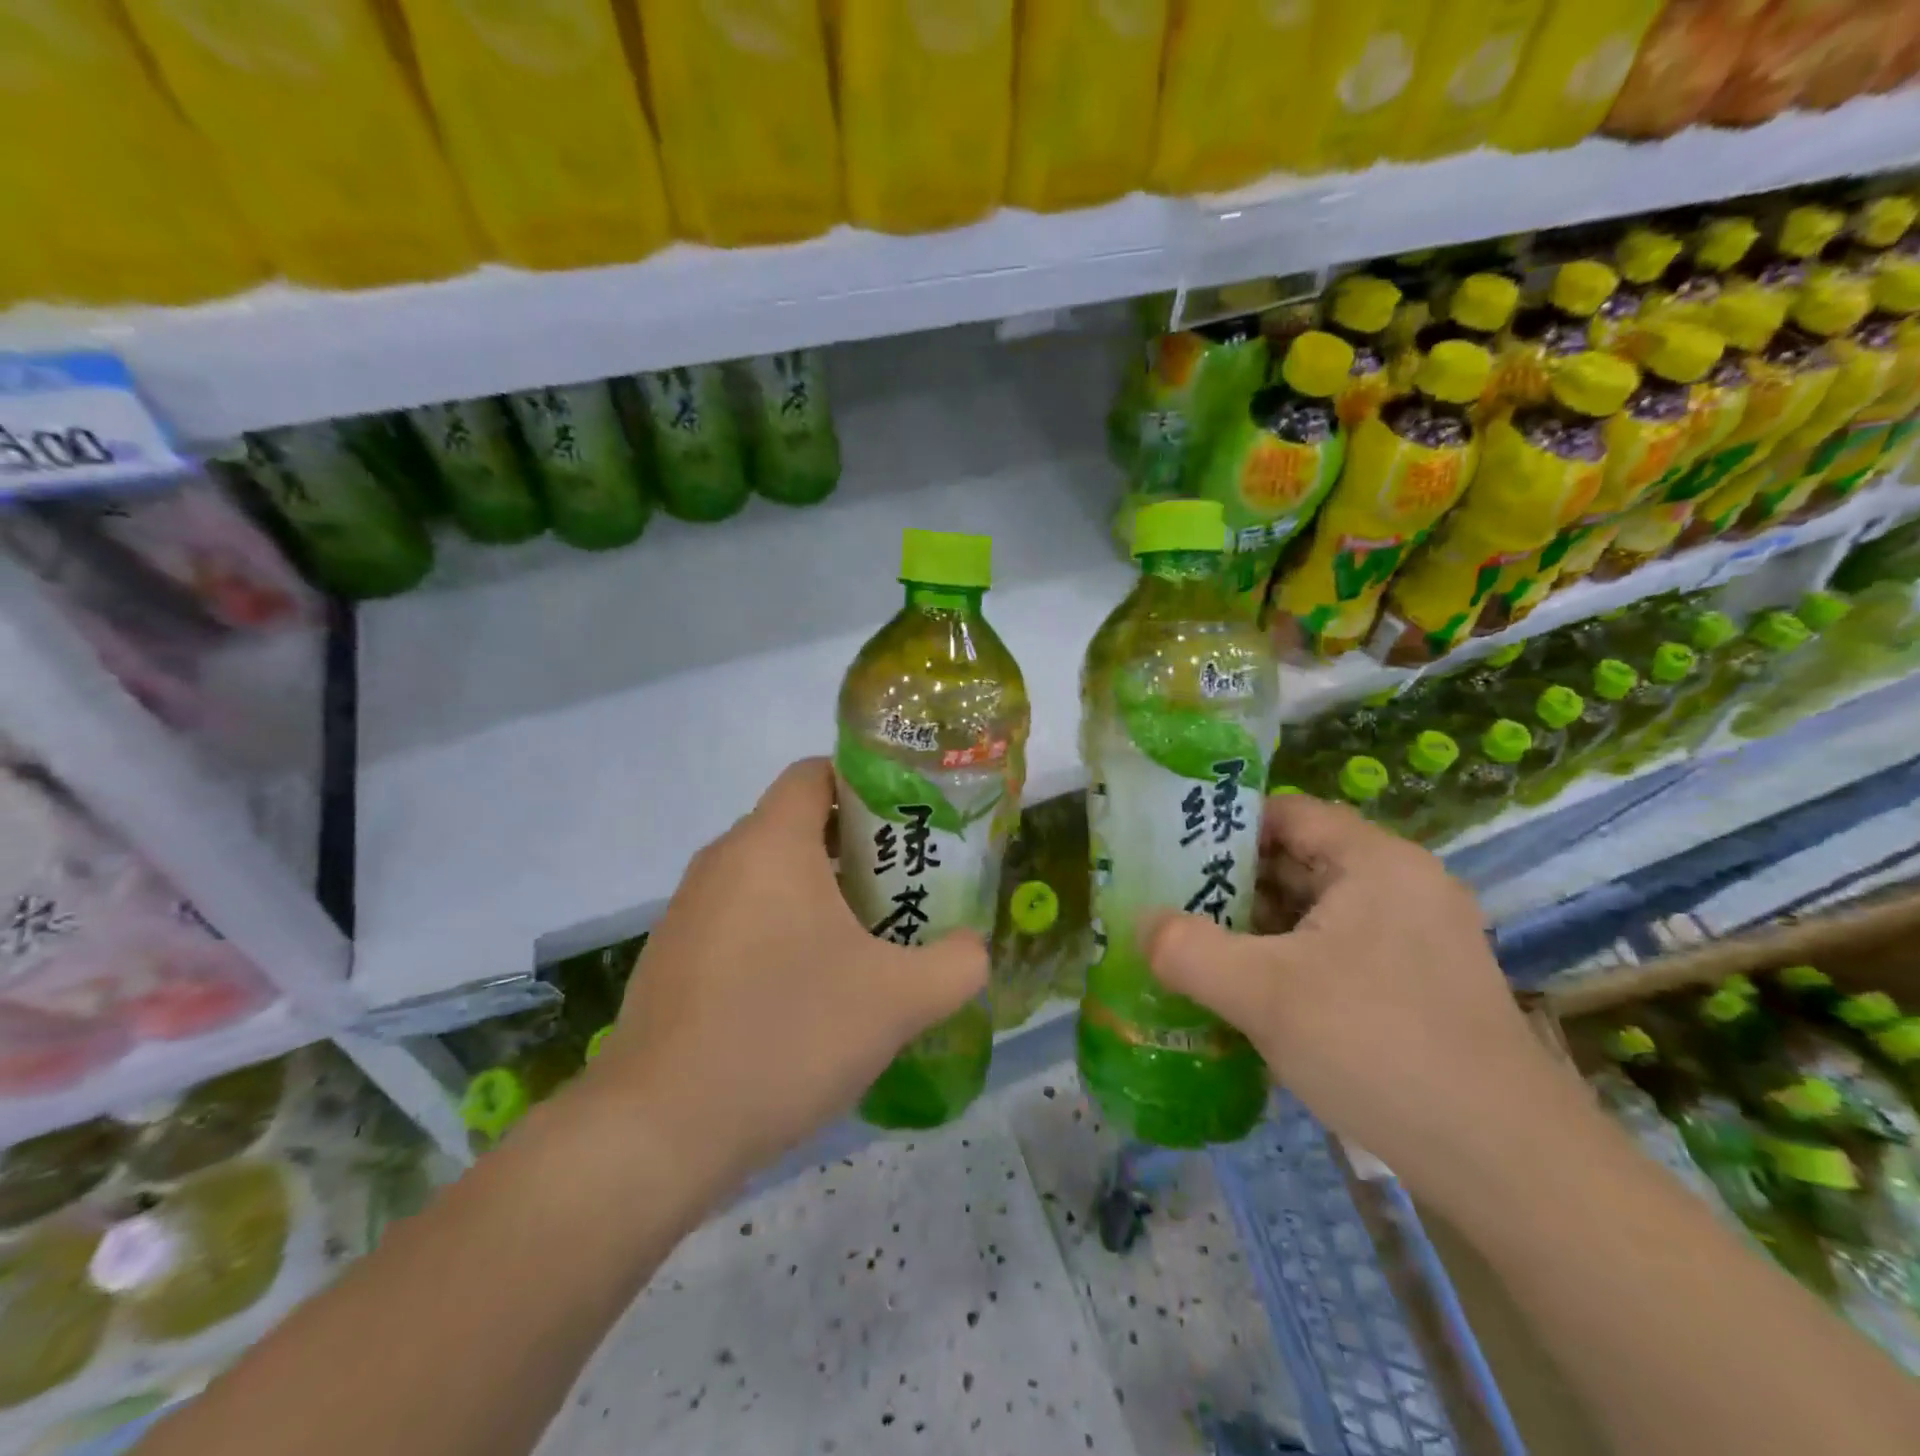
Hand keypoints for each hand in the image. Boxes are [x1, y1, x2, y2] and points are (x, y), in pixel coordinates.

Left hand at [579, 758, 987, 1191]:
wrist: (658, 1131)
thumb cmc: (787, 1034)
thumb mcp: (898, 1000)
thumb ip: (956, 964)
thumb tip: (970, 949)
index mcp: (770, 843)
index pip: (816, 772)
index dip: (867, 787)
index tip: (907, 828)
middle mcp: (722, 860)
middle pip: (798, 824)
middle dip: (856, 850)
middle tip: (904, 890)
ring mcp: (689, 910)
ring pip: (769, 876)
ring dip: (820, 896)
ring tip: (867, 943)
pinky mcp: (672, 957)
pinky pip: (740, 918)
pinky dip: (780, 931)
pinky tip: (807, 993)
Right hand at [1144, 794, 1568, 1194]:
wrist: (1509, 1167)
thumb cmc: (1379, 1049)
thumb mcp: (1262, 994)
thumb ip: (1187, 949)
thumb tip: (1141, 923)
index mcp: (1375, 862)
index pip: (1284, 813)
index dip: (1222, 828)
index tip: (1169, 858)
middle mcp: (1403, 886)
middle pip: (1299, 860)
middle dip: (1230, 883)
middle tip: (1170, 907)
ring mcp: (1417, 938)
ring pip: (1316, 911)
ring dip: (1256, 928)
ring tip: (1197, 950)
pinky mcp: (1420, 985)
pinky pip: (1337, 951)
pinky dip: (1289, 961)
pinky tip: (1250, 996)